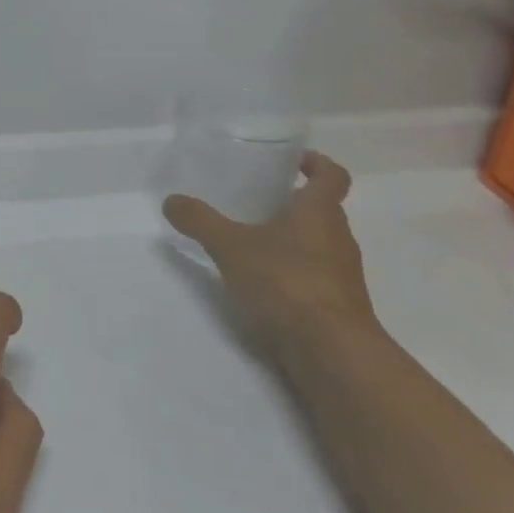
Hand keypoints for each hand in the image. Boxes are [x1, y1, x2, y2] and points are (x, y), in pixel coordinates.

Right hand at [162, 151, 378, 351]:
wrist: (332, 351)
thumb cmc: (287, 283)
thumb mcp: (231, 247)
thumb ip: (200, 221)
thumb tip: (171, 200)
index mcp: (320, 212)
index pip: (332, 176)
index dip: (317, 163)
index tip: (293, 161)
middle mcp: (338, 237)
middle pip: (322, 210)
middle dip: (292, 203)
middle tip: (255, 200)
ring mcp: (341, 274)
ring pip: (318, 243)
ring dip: (291, 238)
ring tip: (251, 241)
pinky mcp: (337, 305)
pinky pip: (314, 275)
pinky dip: (292, 271)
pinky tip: (261, 282)